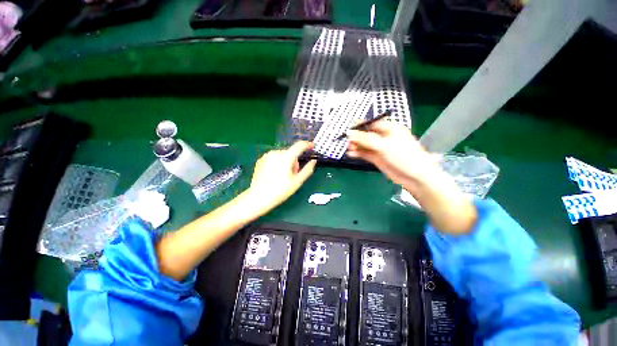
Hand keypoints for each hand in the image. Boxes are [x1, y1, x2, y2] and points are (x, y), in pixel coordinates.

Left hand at [248, 141, 316, 209]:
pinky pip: (274, 158)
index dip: (307, 145)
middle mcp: (276, 153)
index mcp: (286, 157)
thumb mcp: (297, 182)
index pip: (299, 146)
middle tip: (293, 174)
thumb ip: (307, 170)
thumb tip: (314, 161)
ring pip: (282, 156)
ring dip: (286, 162)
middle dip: (294, 161)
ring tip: (282, 176)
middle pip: (291, 153)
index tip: (312, 147)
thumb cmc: (280, 190)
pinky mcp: (261, 160)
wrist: (258, 197)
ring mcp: (267, 156)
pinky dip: (277, 164)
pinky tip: (274, 175)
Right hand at [346, 120, 476, 233]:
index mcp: (389, 129)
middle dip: (356, 137)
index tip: (348, 129)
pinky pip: (364, 153)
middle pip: (366, 134)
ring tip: (348, 149)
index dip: (360, 125)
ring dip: (355, 146)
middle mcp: (383, 137)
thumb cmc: (404, 156)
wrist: (415, 177)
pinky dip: (358, 153)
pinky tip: (351, 154)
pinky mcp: (377, 158)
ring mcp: (379, 148)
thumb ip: (366, 139)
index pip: (371, 124)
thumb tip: (350, 133)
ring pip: (364, 144)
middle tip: (348, 142)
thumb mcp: (384, 145)